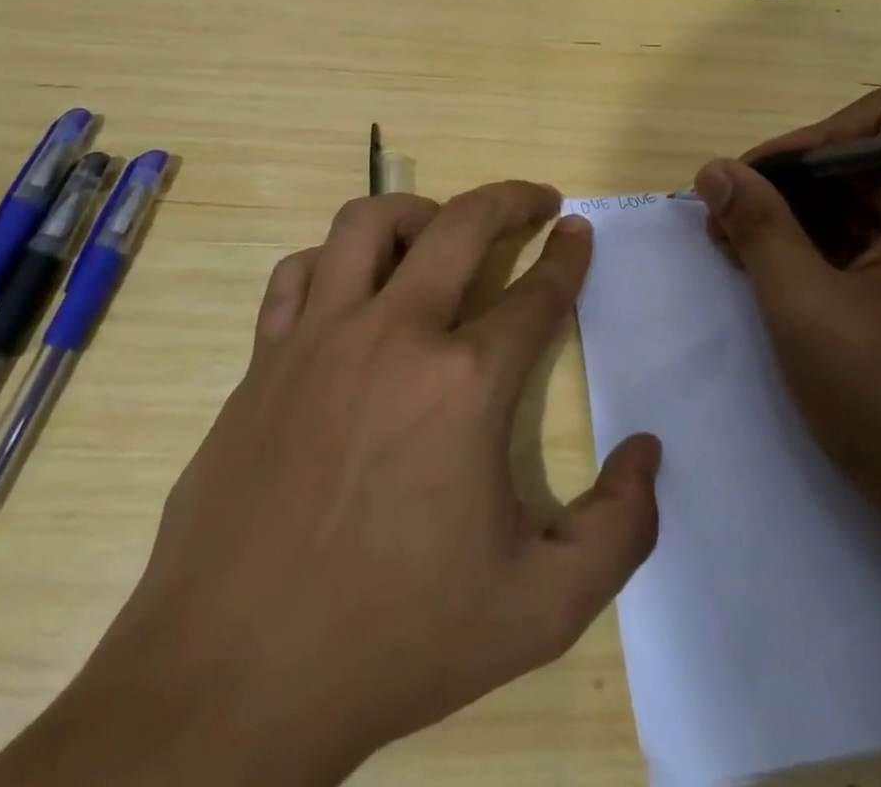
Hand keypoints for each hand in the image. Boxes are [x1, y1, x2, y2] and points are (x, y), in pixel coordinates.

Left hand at [0, 184, 660, 786]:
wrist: (232, 680)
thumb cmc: (394, 639)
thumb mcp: (540, 609)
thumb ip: (619, 529)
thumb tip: (648, 451)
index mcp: (465, 383)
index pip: (537, 292)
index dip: (568, 255)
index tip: (578, 230)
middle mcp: (394, 334)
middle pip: (462, 223)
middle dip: (511, 198)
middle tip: (537, 200)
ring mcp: (319, 337)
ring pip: (368, 222)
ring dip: (418, 212)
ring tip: (441, 233)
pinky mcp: (263, 357)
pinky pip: (298, 272)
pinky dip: (333, 261)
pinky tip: (351, 289)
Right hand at [692, 87, 880, 522]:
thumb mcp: (805, 307)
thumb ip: (758, 226)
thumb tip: (714, 168)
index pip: (875, 121)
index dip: (804, 141)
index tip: (749, 182)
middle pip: (870, 164)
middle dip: (792, 187)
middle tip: (726, 223)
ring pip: (874, 208)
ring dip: (804, 221)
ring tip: (742, 253)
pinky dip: (833, 253)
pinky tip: (785, 281)